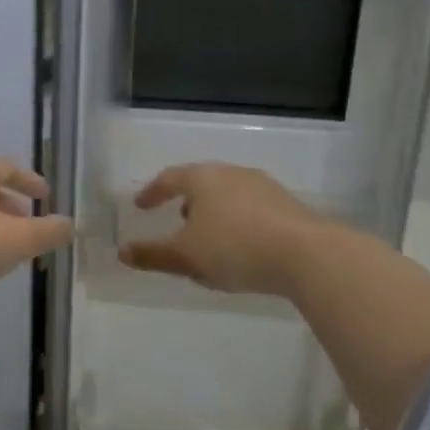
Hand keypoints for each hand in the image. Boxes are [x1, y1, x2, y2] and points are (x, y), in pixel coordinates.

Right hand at [119, 163, 329, 296]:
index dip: (153, 192)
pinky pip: (252, 210)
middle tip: (177, 220)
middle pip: (202, 183)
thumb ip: (153, 255)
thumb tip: (122, 252)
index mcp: (203, 178)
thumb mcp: (186, 256)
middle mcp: (233, 174)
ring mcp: (264, 187)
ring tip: (210, 240)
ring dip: (214, 214)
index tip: (141, 206)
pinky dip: (238, 224)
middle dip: (187, 202)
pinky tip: (242, 249)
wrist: (307, 254)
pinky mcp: (288, 206)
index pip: (170, 178)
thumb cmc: (235, 247)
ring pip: (229, 196)